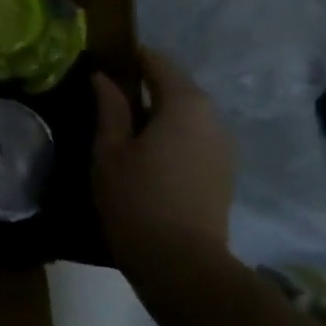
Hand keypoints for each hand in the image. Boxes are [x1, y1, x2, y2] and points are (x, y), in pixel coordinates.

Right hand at [92, 47, 235, 260]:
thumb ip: (109, 107)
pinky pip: (194, 138)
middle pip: (175, 87)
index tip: (101, 63)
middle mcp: (212, 117)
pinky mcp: (223, 173)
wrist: (184, 268)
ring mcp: (223, 147)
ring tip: (122, 129)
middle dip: (142, 86)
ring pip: (185, 115)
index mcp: (185, 103)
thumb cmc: (137, 200)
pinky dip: (171, 136)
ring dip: (157, 113)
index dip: (128, 57)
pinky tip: (146, 156)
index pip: (156, 61)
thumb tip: (103, 77)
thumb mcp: (110, 150)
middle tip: (105, 99)